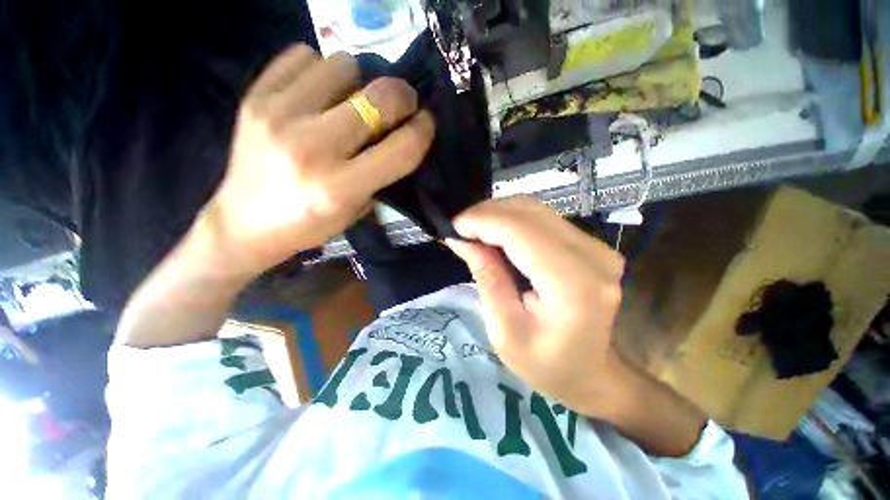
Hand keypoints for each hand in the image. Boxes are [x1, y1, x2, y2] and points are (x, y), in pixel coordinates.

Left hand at [202, 45, 434, 278]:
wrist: (244, 222)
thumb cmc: (309, 225)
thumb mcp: (356, 209)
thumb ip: (381, 173)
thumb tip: (401, 132)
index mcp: (340, 188)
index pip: (401, 148)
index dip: (423, 130)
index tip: (426, 122)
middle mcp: (312, 148)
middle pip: (378, 97)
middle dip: (402, 97)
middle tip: (401, 105)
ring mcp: (278, 115)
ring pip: (343, 65)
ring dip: (359, 82)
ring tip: (353, 100)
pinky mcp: (254, 96)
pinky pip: (303, 57)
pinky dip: (321, 71)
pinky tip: (320, 93)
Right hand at [446, 196, 627, 415]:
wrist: (592, 374)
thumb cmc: (546, 365)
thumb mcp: (504, 330)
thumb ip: (486, 278)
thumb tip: (462, 240)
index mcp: (572, 284)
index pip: (520, 231)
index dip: (482, 221)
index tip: (453, 227)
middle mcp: (592, 256)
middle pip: (528, 212)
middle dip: (486, 214)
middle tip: (461, 231)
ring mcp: (596, 246)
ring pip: (535, 209)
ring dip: (498, 215)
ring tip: (475, 233)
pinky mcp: (591, 244)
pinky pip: (543, 218)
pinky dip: (513, 221)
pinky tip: (497, 236)